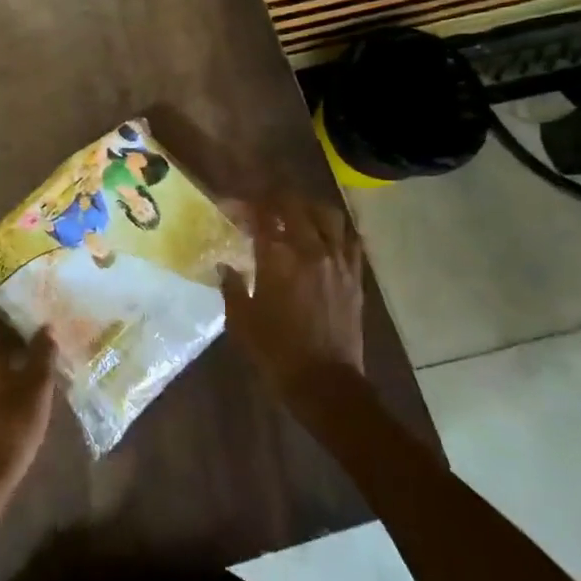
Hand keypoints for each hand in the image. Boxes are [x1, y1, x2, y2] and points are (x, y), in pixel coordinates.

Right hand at [219, 196, 365, 399]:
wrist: (324, 383)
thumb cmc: (276, 352)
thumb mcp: (241, 320)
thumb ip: (232, 286)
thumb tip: (225, 266)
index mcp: (278, 259)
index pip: (262, 215)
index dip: (246, 205)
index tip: (233, 207)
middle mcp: (311, 250)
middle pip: (295, 205)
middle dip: (275, 198)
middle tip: (261, 203)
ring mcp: (338, 261)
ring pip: (328, 215)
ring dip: (309, 207)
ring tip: (296, 212)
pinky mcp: (355, 277)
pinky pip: (351, 239)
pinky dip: (337, 229)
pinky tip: (327, 233)